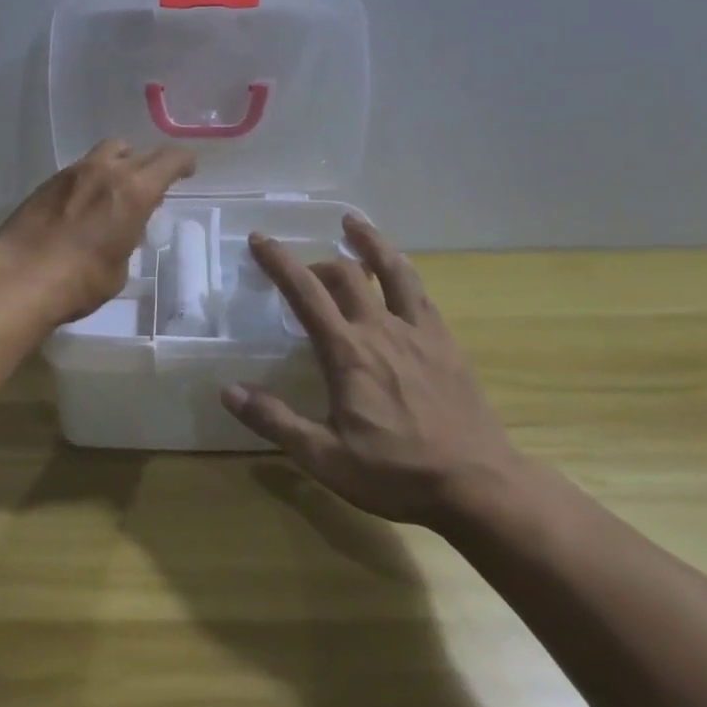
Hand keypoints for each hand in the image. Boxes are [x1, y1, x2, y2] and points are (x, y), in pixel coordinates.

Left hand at [0, 139, 195, 323]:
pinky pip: (79, 169)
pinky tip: (84, 204)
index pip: (170, 159)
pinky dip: (90, 178)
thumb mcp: (119, 267)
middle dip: (150, 164)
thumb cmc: (81, 281)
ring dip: (118, 164)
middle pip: (137, 150)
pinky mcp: (47, 182)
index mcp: (133, 191)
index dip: (183, 162)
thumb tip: (122, 230)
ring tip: (115, 189)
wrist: (20, 278)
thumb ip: (127, 238)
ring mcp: (73, 173)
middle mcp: (106, 171)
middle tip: (152, 183)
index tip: (187, 171)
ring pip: (105, 152)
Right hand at [222, 215, 522, 526]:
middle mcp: (381, 329)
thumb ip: (275, 421)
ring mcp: (418, 331)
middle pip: (346, 274)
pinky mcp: (445, 342)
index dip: (279, 262)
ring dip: (369, 242)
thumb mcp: (325, 458)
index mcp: (347, 353)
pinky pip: (421, 292)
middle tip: (302, 270)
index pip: (305, 293)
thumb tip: (229, 390)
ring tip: (353, 222)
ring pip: (391, 269)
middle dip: (316, 261)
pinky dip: (403, 271)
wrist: (477, 484)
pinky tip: (400, 271)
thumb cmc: (396, 474)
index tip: (259, 239)